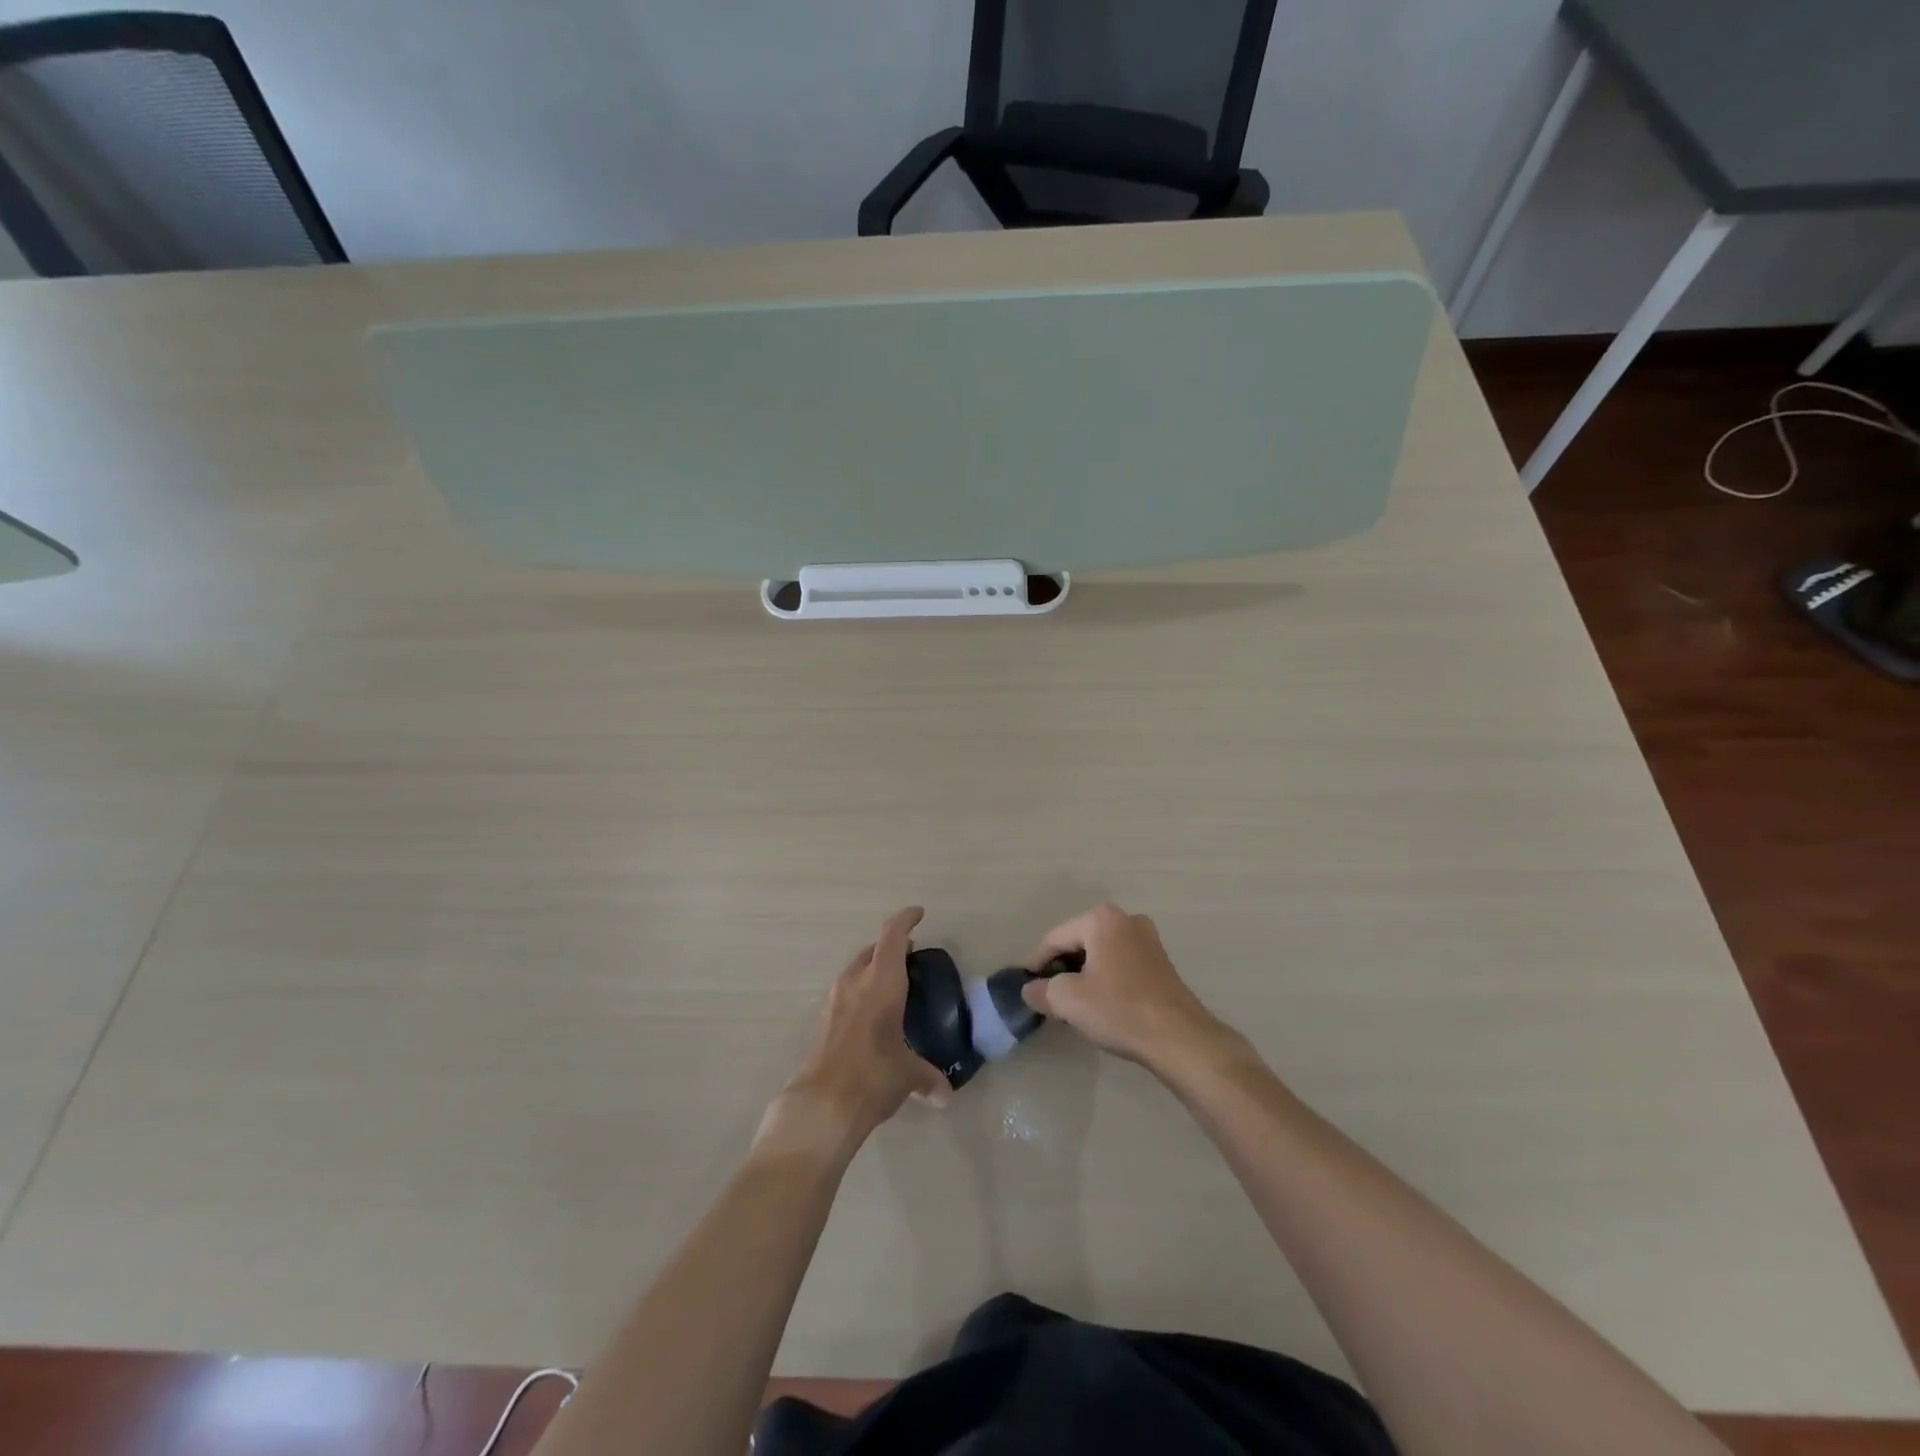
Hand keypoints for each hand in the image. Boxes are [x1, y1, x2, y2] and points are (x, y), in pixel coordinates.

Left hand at [761, 908, 951, 1158]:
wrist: (821, 1105)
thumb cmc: (873, 1075)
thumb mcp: (908, 1075)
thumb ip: (928, 1078)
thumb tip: (945, 1095)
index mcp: (881, 982)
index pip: (893, 935)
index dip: (905, 920)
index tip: (918, 914)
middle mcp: (855, 982)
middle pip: (872, 950)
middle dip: (891, 948)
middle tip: (910, 956)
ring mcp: (834, 999)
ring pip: (855, 970)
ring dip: (872, 969)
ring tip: (892, 985)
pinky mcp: (822, 1020)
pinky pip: (845, 992)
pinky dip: (860, 992)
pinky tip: (872, 1015)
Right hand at [1022, 903, 1240, 1075]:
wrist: (1180, 1038)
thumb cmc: (1119, 1009)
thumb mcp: (1068, 1000)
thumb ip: (1042, 991)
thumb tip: (1030, 990)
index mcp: (1101, 919)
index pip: (1055, 938)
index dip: (1036, 962)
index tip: (1026, 983)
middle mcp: (1126, 920)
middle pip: (1079, 941)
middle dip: (1061, 966)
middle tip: (1048, 993)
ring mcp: (1148, 939)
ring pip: (1101, 953)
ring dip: (1084, 973)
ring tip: (1072, 1001)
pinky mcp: (1161, 962)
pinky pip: (1120, 963)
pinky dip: (1105, 977)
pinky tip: (1101, 1003)